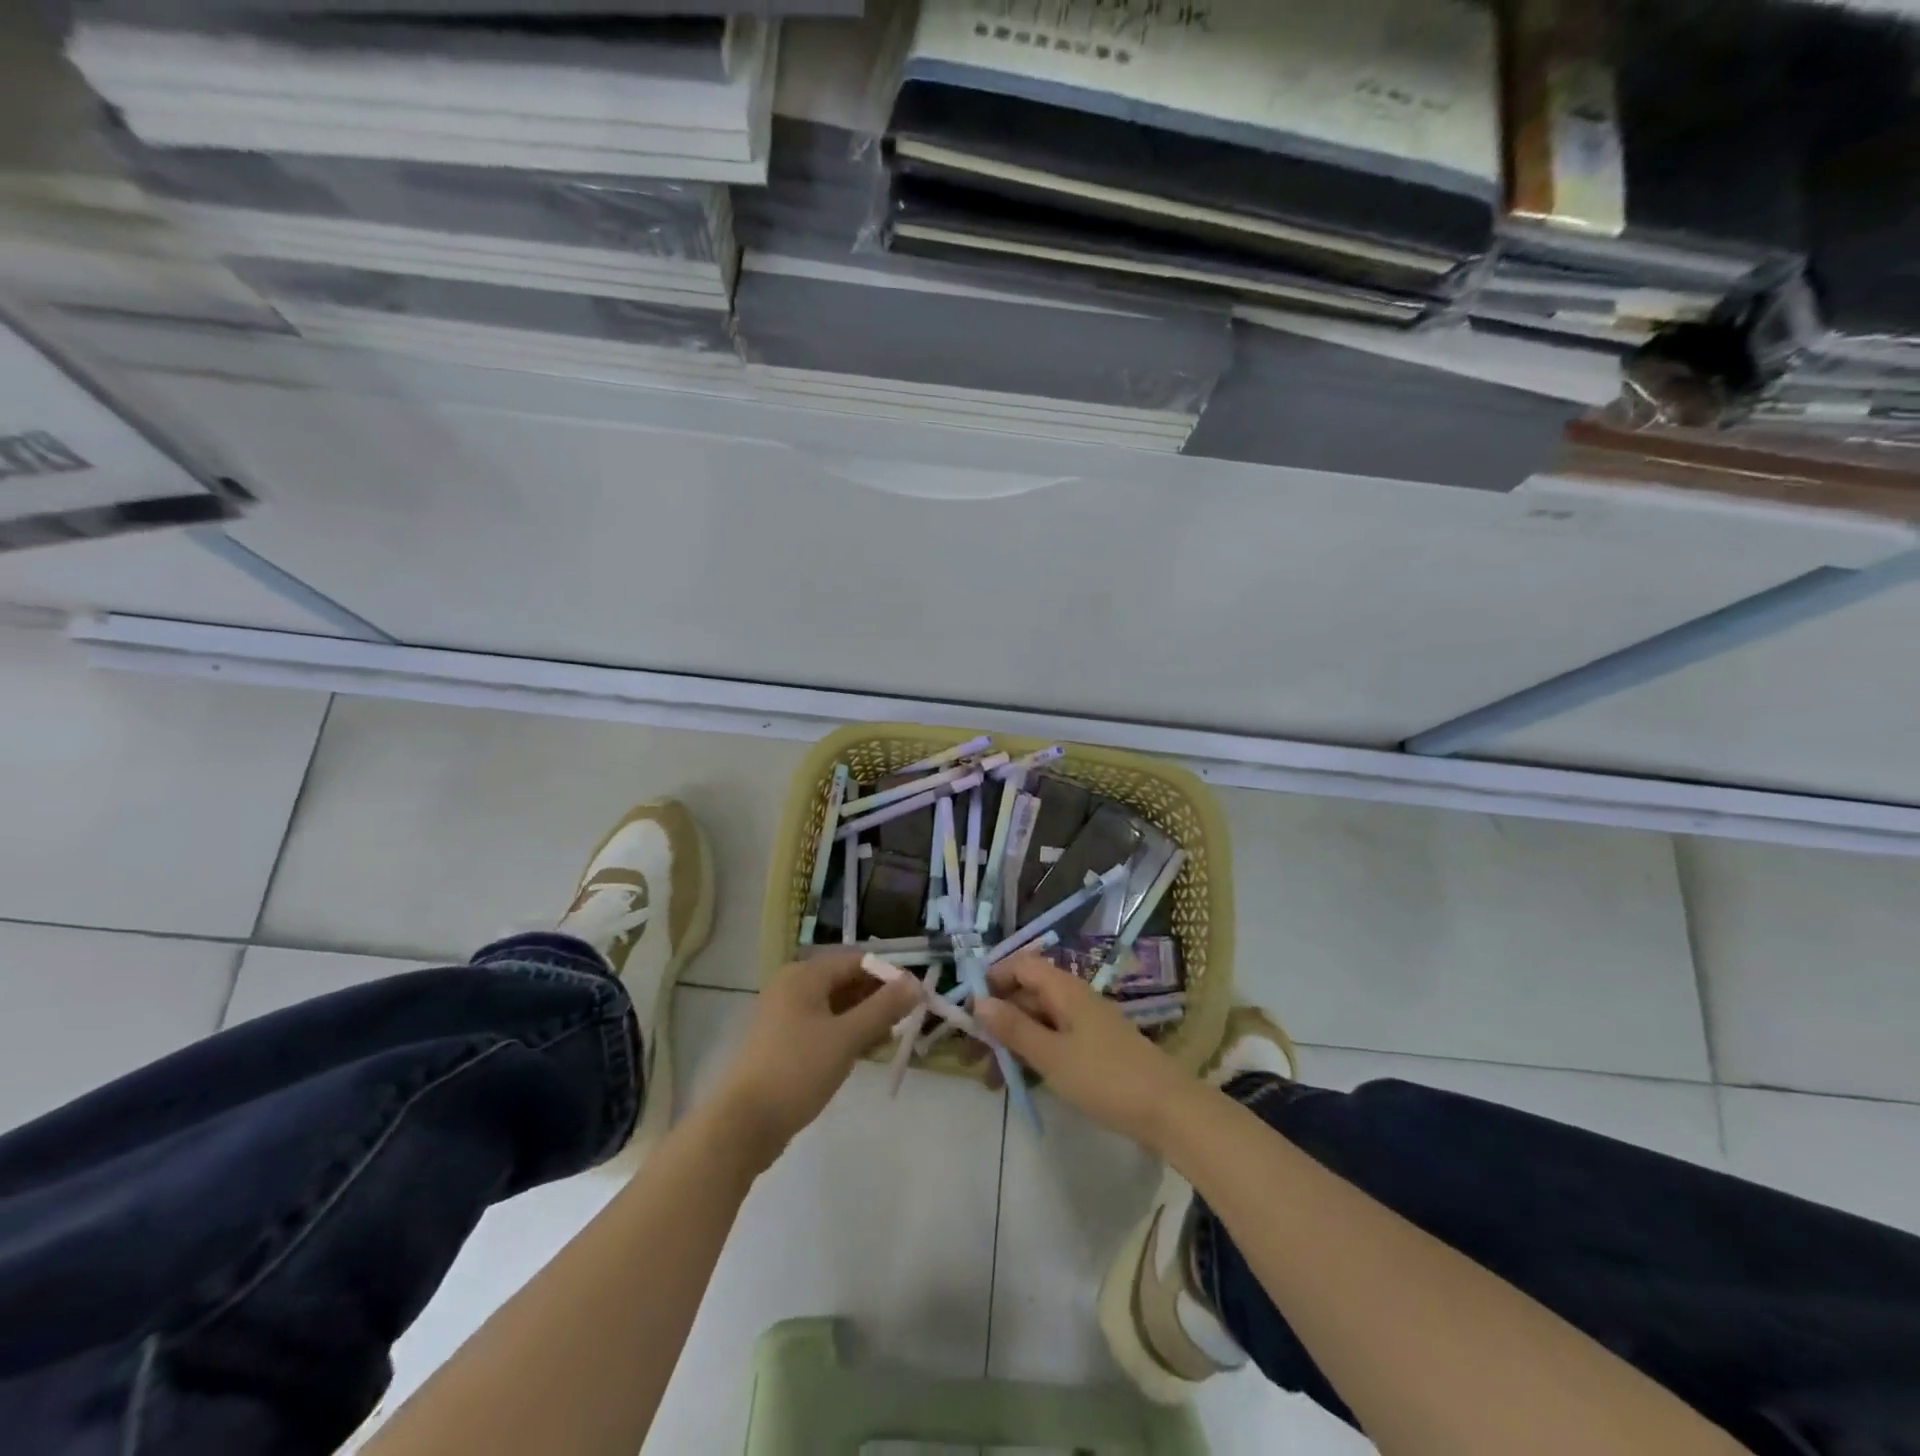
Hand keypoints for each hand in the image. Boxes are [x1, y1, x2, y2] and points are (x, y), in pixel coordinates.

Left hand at [706, 951, 920, 1168]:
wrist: (743, 1124)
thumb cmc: (797, 1071)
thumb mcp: (847, 1037)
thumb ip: (884, 1008)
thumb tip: (916, 983)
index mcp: (804, 975)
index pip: (856, 960)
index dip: (888, 975)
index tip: (915, 997)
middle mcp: (792, 986)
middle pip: (845, 980)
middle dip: (877, 998)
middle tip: (906, 1020)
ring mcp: (784, 1015)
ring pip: (834, 1005)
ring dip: (864, 1017)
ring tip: (890, 1039)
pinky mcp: (782, 1042)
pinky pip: (822, 1025)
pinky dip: (845, 1033)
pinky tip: (864, 1052)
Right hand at [976, 948, 1193, 1148]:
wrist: (1168, 1109)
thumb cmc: (1104, 1077)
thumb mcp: (1051, 1055)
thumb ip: (1014, 1028)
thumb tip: (978, 1002)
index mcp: (1064, 989)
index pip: (1021, 965)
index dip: (993, 979)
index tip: (968, 1008)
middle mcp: (1074, 998)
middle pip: (1027, 995)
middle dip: (997, 1019)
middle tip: (971, 1054)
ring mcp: (1086, 1024)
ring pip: (1039, 1021)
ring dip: (1013, 1043)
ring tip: (990, 1079)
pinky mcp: (1095, 1049)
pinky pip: (1055, 1041)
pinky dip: (1034, 1055)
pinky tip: (1020, 1082)